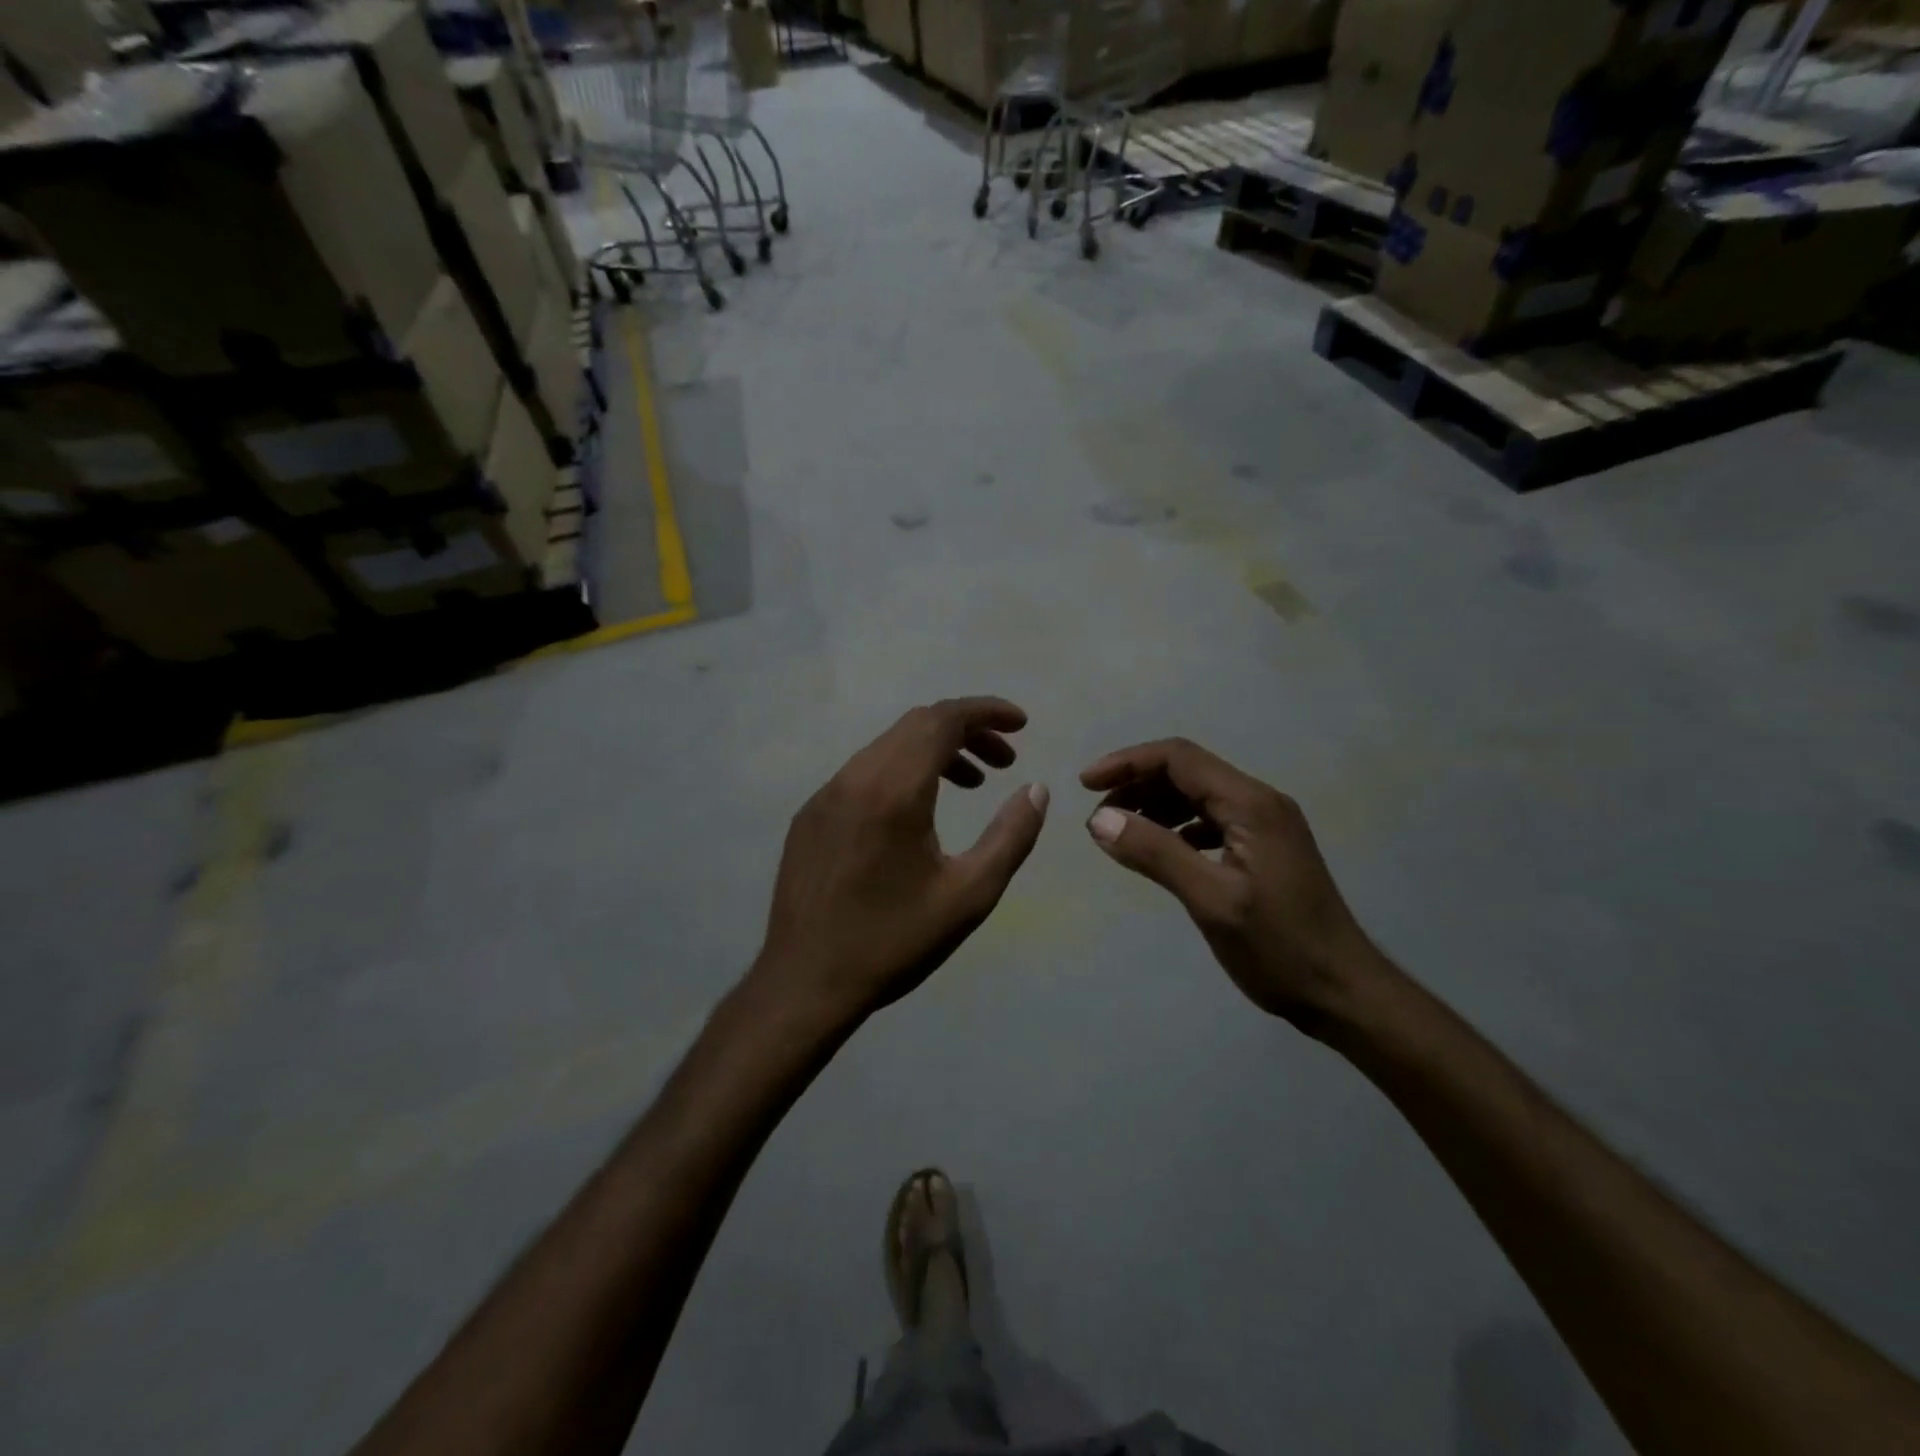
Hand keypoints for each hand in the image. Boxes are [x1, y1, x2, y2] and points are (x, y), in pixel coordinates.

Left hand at [754, 698, 1049, 1028]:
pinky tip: (917, 812)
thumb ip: (1011, 836)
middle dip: (967, 730)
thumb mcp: (970, 895)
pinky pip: (863, 772)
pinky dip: (901, 771)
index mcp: (894, 791)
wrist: (805, 983)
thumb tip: (1037, 789)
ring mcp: (825, 794)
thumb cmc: (894, 941)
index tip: (1021, 724)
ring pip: (888, 746)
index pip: (943, 720)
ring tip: (971, 784)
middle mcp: (855, 777)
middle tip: (1003, 762)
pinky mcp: (810, 815)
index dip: (987, 712)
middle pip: (916, 725)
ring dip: (934, 751)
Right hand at [1080, 738, 1384, 1031]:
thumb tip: (1098, 820)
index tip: (1085, 785)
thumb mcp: (1211, 901)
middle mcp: (1260, 802)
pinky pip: (1211, 821)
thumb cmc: (1279, 948)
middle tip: (1097, 816)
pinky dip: (1177, 827)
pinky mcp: (1264, 848)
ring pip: (1198, 796)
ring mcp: (1265, 825)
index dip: (1128, 763)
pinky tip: (1159, 850)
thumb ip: (1155, 854)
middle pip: (1187, 771)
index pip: (1179, 758)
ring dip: (1155, 805)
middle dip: (1137, 783)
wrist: (1344, 992)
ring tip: (1119, 832)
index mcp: (1251, 804)